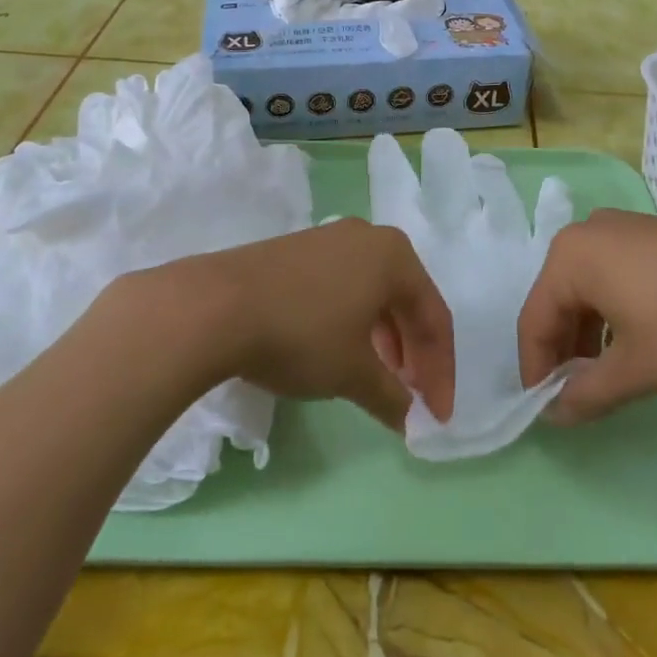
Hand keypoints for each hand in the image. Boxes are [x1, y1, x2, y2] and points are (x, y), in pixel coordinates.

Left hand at [140, 219, 454, 429]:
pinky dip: (354, 323)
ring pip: (373, 293)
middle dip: (413, 353)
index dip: (441, 371)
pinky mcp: (297, 250)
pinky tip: (341, 351)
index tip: (437, 416)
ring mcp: (329, 239)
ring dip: (384, 339)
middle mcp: (368, 238)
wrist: (215, 305)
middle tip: (411, 397)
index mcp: (395, 256)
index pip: (435, 318)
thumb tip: (410, 418)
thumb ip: (391, 397)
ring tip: (379, 378)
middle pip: (406, 301)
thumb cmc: (302, 334)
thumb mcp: (352, 373)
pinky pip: (344, 287)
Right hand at [516, 210, 656, 424]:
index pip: (534, 318)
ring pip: (589, 288)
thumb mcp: (637, 369)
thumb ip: (587, 392)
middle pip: (558, 298)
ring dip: (589, 334)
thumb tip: (554, 412)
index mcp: (571, 256)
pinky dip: (615, 313)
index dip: (536, 368)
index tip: (544, 409)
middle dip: (563, 350)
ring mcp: (628, 229)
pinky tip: (638, 342)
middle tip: (575, 395)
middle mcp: (591, 232)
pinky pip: (617, 276)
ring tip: (606, 376)